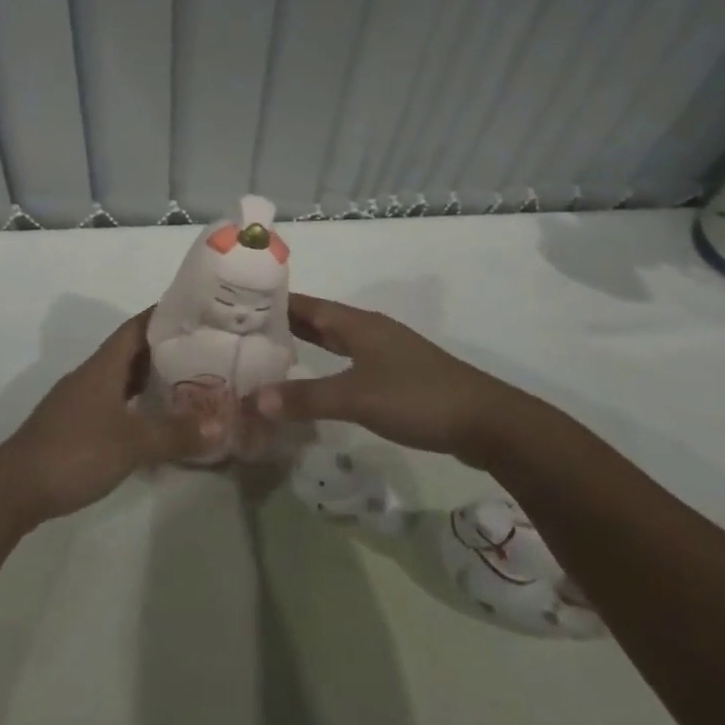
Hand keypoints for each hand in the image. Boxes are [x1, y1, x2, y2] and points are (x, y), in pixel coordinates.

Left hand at [0, 309, 217, 525]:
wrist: (15, 488)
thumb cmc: (75, 451)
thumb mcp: (132, 443)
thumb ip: (175, 433)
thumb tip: (220, 425)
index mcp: (103, 366)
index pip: (136, 327)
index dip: (163, 316)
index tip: (195, 313)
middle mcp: (91, 375)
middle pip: (130, 352)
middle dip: (164, 349)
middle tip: (202, 352)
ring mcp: (79, 401)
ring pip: (120, 379)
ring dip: (149, 379)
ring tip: (186, 385)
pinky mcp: (74, 426)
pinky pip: (112, 403)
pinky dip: (135, 405)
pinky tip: (151, 422)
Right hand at [248, 294, 507, 460]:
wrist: (485, 421)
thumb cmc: (416, 397)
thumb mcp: (355, 398)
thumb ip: (305, 398)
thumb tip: (254, 399)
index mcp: (357, 323)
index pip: (306, 305)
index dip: (274, 303)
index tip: (238, 305)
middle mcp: (369, 329)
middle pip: (320, 319)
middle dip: (285, 323)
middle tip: (245, 330)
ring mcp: (385, 352)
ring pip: (336, 340)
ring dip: (306, 344)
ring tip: (272, 353)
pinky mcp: (397, 375)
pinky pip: (350, 360)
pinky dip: (326, 364)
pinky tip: (317, 382)